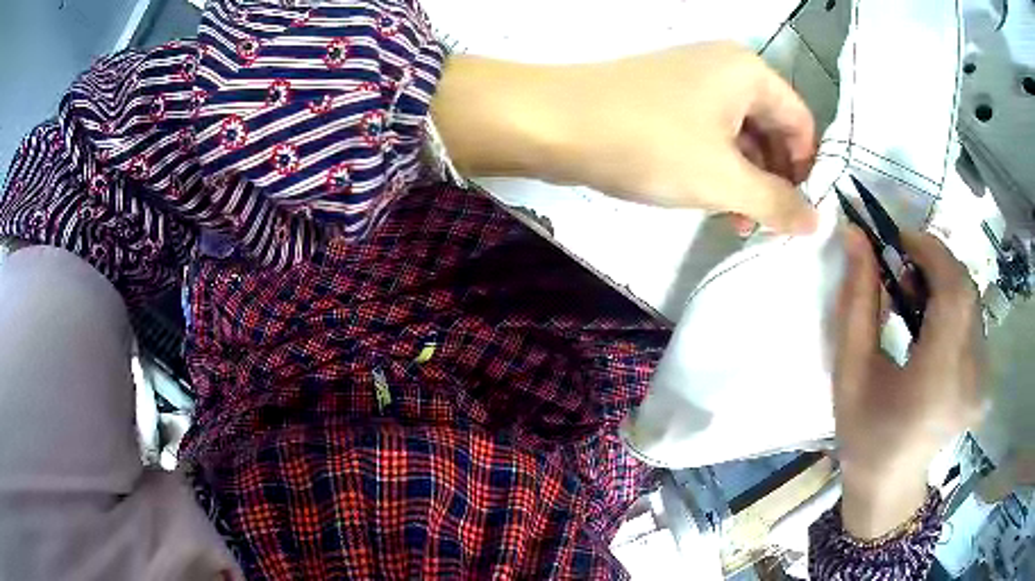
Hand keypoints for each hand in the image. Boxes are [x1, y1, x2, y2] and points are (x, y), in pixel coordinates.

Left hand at [431, 43, 817, 234]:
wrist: (555, 124)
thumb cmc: (649, 144)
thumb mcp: (723, 180)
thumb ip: (777, 203)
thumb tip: (817, 221)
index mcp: (749, 73)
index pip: (801, 124)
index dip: (806, 170)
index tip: (797, 214)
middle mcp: (727, 69)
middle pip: (773, 129)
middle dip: (774, 179)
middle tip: (766, 225)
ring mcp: (695, 82)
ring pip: (742, 136)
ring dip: (747, 180)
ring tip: (739, 222)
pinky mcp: (668, 101)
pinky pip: (712, 136)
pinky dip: (720, 168)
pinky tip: (714, 202)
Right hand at [834, 227, 986, 538]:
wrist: (889, 485)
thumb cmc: (864, 435)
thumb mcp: (850, 372)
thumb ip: (857, 302)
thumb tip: (856, 237)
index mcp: (937, 381)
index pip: (954, 293)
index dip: (931, 252)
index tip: (900, 240)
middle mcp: (970, 378)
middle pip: (966, 291)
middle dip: (935, 263)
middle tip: (902, 268)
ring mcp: (982, 381)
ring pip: (971, 302)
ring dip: (944, 283)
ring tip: (913, 297)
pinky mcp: (984, 379)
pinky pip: (973, 321)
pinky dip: (952, 305)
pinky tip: (931, 321)